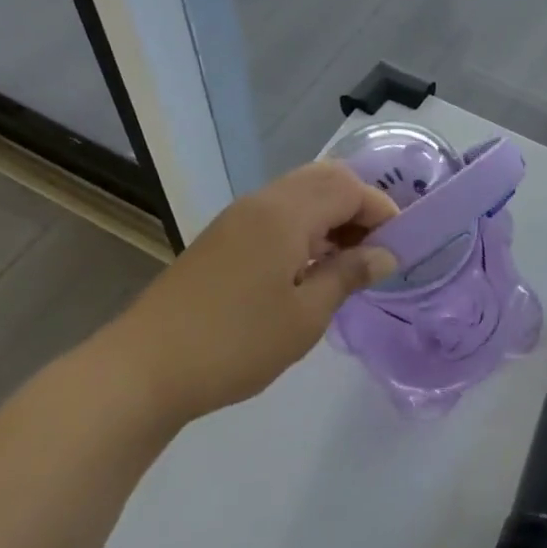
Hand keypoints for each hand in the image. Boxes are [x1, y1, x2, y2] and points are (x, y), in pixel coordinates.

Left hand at [99, 161, 396, 428]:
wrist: (144, 369)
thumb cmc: (235, 343)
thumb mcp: (305, 315)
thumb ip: (349, 275)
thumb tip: (385, 254)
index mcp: (286, 213)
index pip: (349, 188)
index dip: (382, 210)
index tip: (401, 245)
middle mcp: (262, 202)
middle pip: (325, 178)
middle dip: (359, 204)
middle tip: (377, 246)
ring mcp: (238, 217)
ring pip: (300, 193)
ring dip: (332, 214)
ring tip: (349, 258)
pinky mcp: (223, 237)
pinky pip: (278, 212)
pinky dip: (306, 225)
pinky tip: (311, 265)